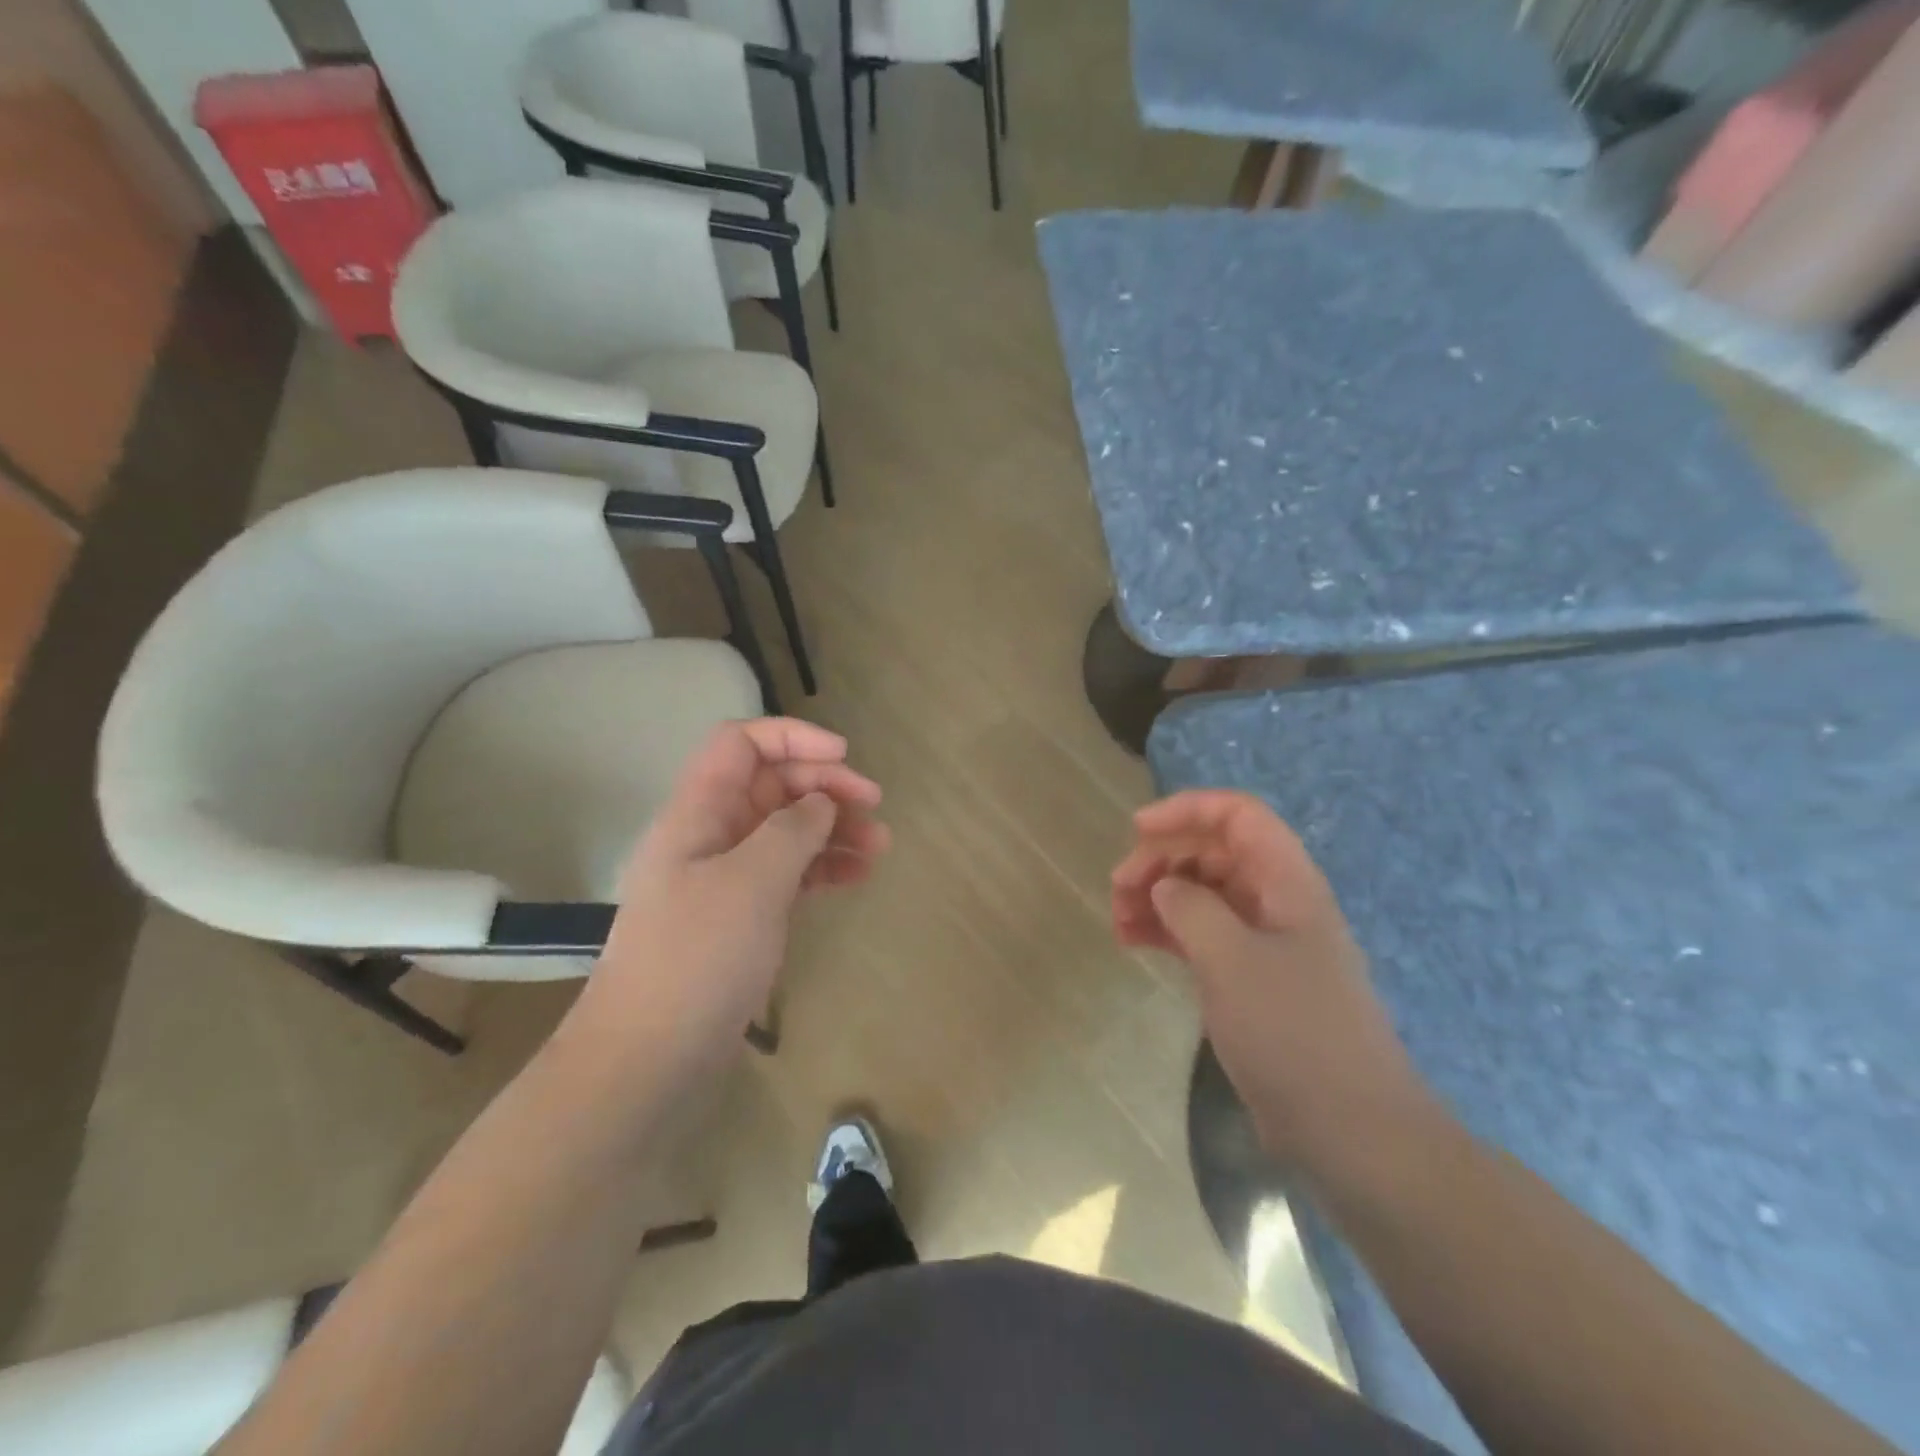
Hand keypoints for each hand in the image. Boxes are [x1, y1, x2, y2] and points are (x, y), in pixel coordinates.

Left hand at [577, 719, 888, 1080]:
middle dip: (824, 785)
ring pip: (786, 829)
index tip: (843, 756)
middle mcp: (711, 835)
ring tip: (879, 846)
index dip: (792, 737)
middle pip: (771, 784)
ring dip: (833, 828)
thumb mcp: (751, 883)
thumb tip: (820, 804)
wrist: (649, 1058)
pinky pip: (789, 872)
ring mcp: (727, 877)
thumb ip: (791, 829)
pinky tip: (858, 875)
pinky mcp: (743, 915)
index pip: (740, 744)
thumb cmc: (696, 958)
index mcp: (698, 813)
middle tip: (873, 805)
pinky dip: (823, 867)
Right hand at [1112, 790, 1430, 1165]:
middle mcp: (1277, 902)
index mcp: (1287, 882)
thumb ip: (1191, 909)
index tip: (1137, 830)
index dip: (1187, 810)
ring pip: (1203, 895)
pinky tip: (1133, 942)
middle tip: (1118, 889)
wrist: (1350, 1130)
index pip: (1238, 816)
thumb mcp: (1232, 960)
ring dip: (1158, 897)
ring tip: (1117, 919)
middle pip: (1213, 853)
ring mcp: (1264, 942)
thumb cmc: (1293, 1032)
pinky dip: (1167, 931)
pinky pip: (1202, 935)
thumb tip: (1164, 887)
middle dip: (1162, 860)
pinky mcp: (1251, 980)